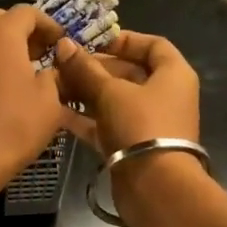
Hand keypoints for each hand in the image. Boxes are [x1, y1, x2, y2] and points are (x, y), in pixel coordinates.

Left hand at [0, 5, 72, 204]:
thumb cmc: (12, 127)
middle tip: (42, 52)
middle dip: (22, 30)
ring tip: (27, 72)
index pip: (27, 12)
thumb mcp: (49, 102)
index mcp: (2, 35)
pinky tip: (7, 90)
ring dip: (5, 47)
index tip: (62, 44)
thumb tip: (52, 69)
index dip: (48, 24)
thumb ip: (54, 77)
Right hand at [53, 29, 202, 215]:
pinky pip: (106, 124)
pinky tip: (56, 112)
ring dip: (85, 93)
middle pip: (128, 73)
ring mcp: (147, 123)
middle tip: (62, 65)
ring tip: (54, 86)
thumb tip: (63, 45)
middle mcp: (164, 96)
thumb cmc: (141, 125)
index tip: (93, 41)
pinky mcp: (131, 146)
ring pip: (113, 100)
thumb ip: (85, 69)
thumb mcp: (110, 92)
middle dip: (94, 69)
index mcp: (173, 75)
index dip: (124, 40)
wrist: (155, 186)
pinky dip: (85, 118)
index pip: (153, 45)